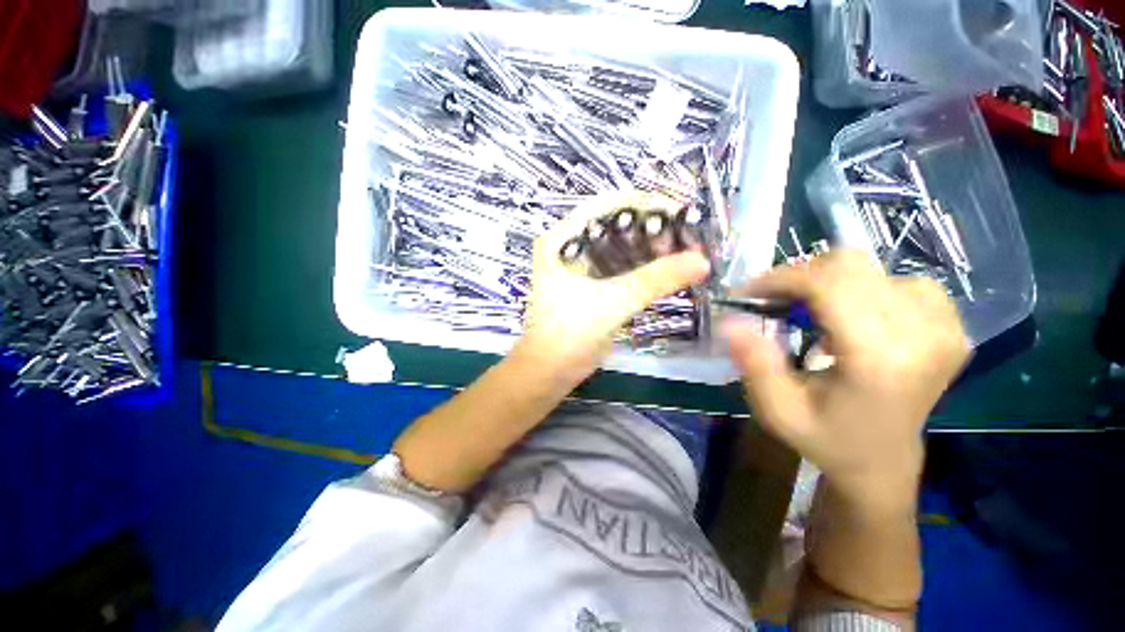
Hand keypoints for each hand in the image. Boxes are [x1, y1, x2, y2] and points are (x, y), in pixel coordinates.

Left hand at [513, 191, 710, 385]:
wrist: (550, 372)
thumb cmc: (569, 333)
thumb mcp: (612, 303)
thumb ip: (655, 280)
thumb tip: (702, 261)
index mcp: (563, 239)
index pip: (608, 205)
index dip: (646, 204)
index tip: (683, 214)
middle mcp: (571, 245)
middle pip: (617, 224)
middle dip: (653, 229)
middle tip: (688, 240)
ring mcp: (582, 266)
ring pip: (622, 246)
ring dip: (652, 248)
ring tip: (685, 254)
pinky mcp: (593, 285)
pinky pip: (623, 267)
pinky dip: (645, 267)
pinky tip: (669, 269)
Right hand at [723, 251, 970, 510]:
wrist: (882, 462)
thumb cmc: (826, 439)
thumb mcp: (777, 410)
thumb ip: (754, 363)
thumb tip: (731, 320)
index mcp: (879, 360)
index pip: (829, 285)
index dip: (782, 278)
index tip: (748, 291)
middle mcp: (922, 335)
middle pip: (850, 267)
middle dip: (799, 276)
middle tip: (771, 300)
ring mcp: (944, 327)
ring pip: (870, 269)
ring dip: (827, 283)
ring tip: (808, 311)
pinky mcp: (950, 324)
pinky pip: (898, 280)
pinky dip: (862, 288)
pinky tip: (851, 315)